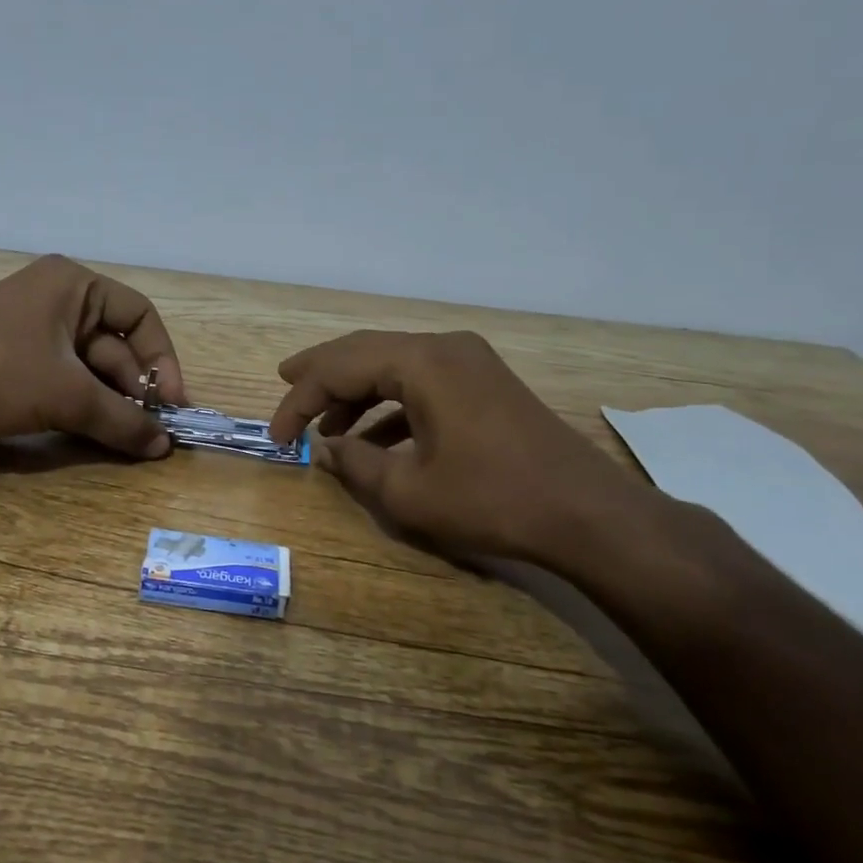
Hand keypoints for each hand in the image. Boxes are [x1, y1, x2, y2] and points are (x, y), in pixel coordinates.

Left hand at [0, 254, 188, 457]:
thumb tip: (165, 445)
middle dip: (135, 388)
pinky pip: (63, 376)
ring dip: (110, 401)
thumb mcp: (66, 396)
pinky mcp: (14, 355)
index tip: (173, 405)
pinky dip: (81, 402)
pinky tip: (94, 431)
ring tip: (127, 438)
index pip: (140, 316)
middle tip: (151, 432)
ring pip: (89, 365)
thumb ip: (121, 419)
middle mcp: (57, 296)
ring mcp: (32, 326)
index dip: (163, 360)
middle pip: (115, 343)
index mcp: (74, 284)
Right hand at [267, 330, 651, 567]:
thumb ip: (354, 464)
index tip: (275, 437)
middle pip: (363, 352)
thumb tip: (325, 449)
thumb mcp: (407, 491)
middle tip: (283, 386)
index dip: (298, 401)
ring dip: (355, 393)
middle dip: (320, 375)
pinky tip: (373, 438)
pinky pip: (421, 383)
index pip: (339, 368)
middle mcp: (444, 348)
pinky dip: (389, 405)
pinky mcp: (484, 384)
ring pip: (392, 366)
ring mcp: (469, 363)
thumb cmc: (491, 500)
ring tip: (322, 425)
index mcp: (421, 362)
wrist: (587, 515)